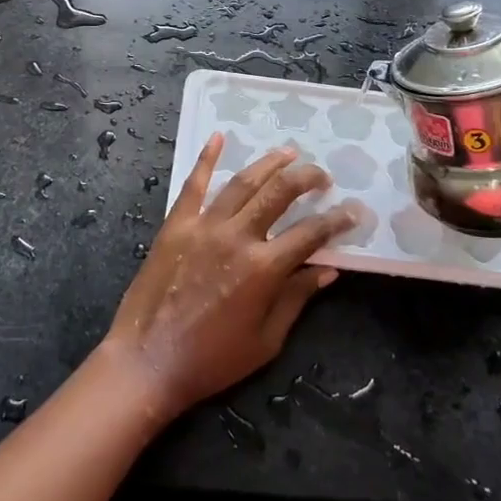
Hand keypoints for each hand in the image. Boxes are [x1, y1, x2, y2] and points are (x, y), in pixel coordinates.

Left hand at [100, 138, 353, 421]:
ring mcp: (203, 226)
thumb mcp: (265, 340)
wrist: (147, 362)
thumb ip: (296, 299)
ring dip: (268, 164)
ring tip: (288, 153)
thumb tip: (328, 270)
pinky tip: (218, 138)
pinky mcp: (176, 225)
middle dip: (307, 178)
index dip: (337, 220)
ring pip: (242, 182)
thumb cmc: (211, 360)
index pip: (311, 233)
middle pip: (279, 193)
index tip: (353, 211)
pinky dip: (206, 159)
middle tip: (323, 174)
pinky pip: (193, 184)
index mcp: (264, 268)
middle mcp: (237, 237)